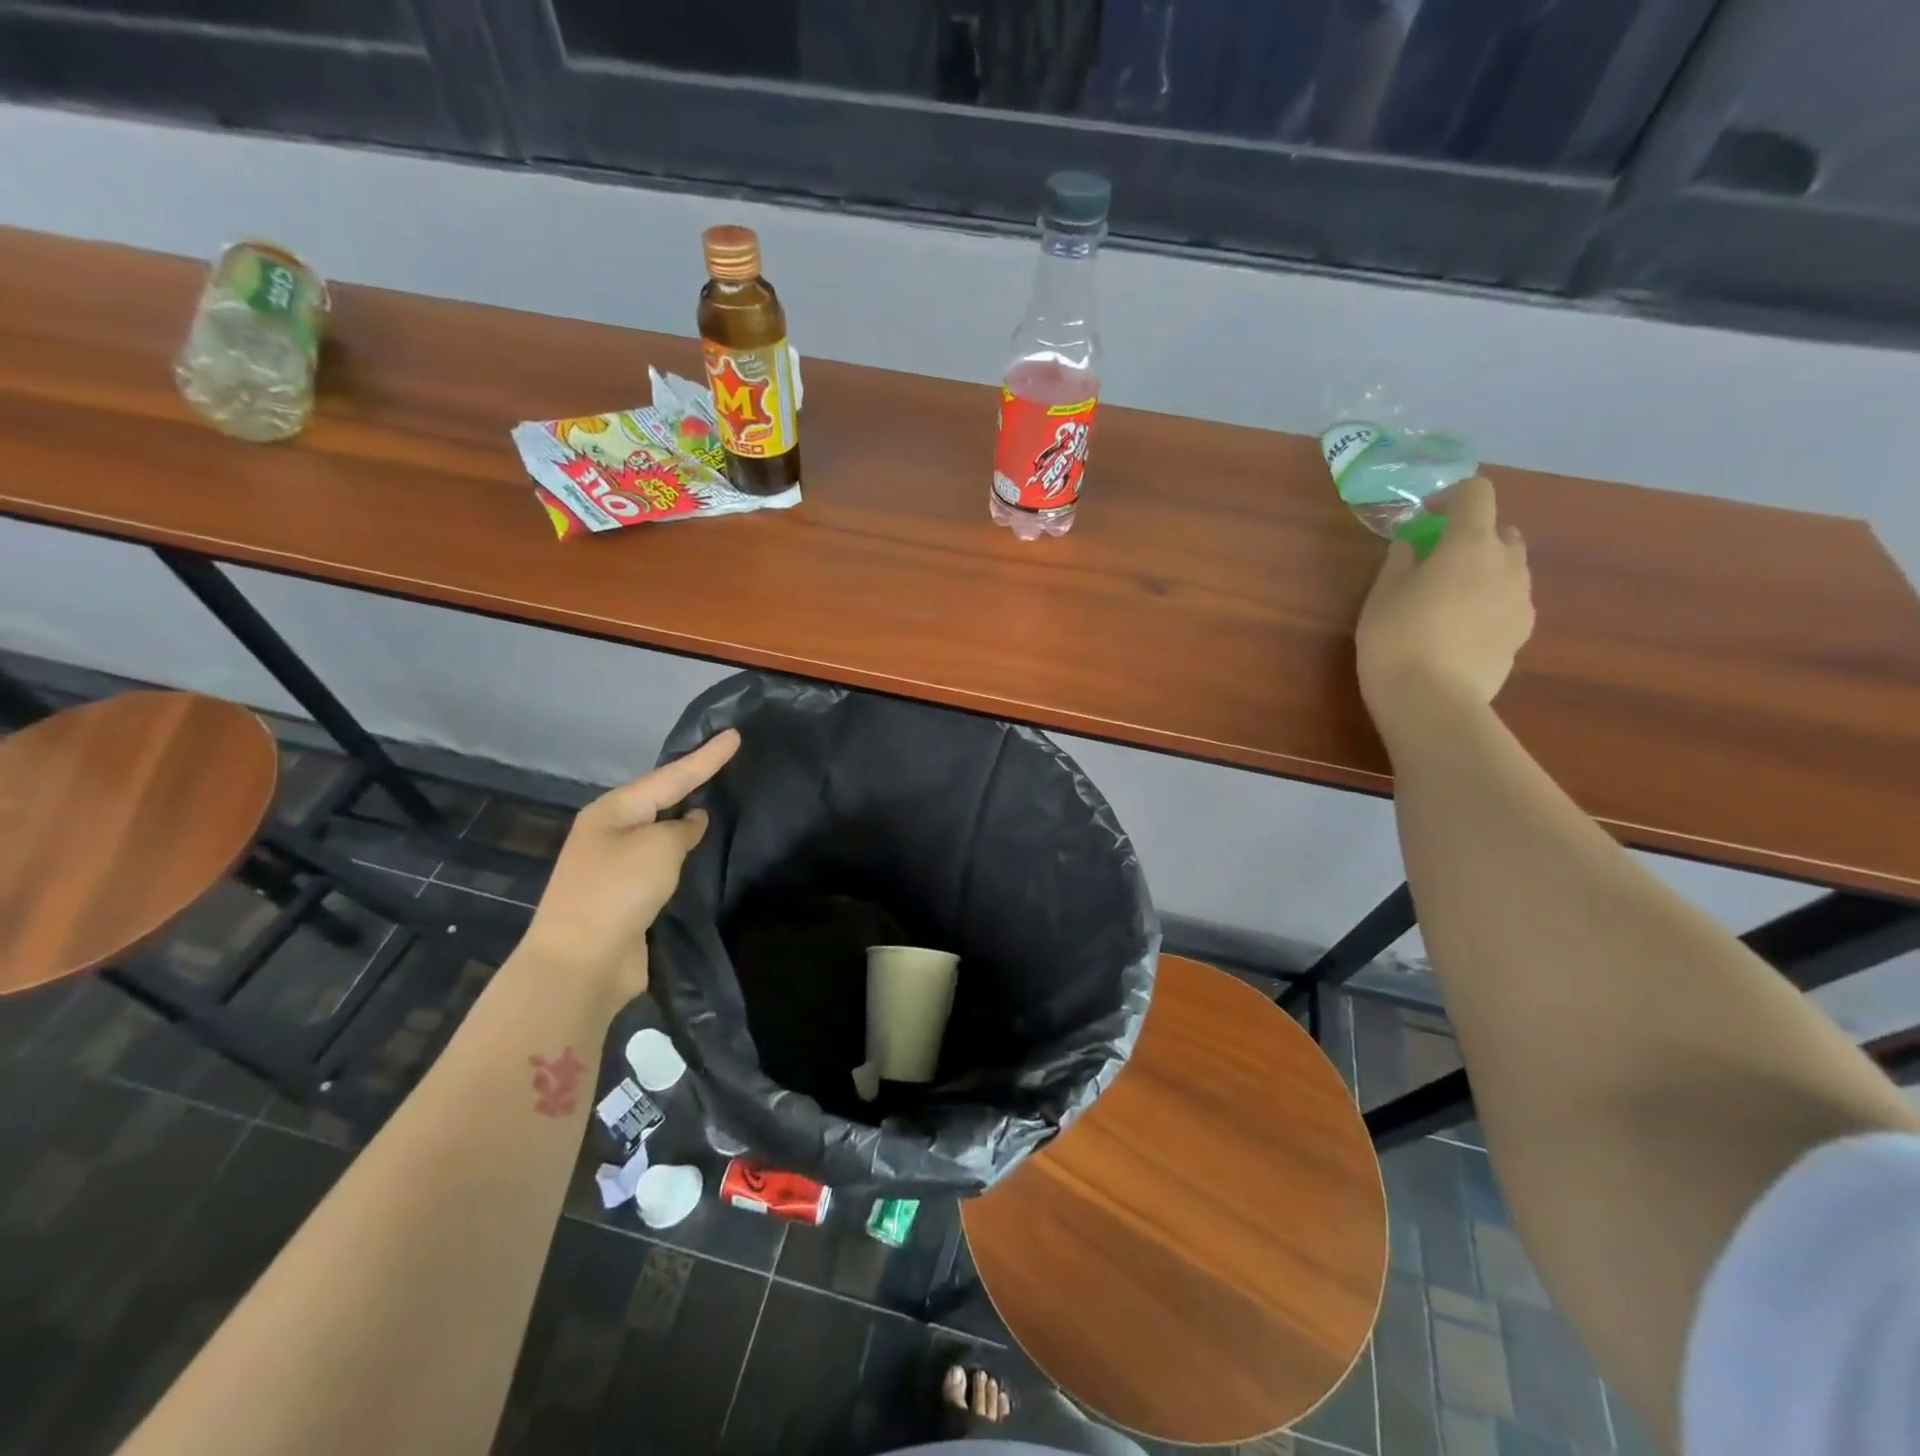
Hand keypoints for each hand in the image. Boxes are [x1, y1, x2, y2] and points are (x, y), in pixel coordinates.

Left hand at [520, 729, 739, 1004]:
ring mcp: (618, 868)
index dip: (706, 757)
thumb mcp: (658, 847)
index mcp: (613, 811)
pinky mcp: (630, 899)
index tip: (735, 735)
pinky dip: (686, 857)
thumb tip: (691, 822)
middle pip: (661, 800)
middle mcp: (612, 834)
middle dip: (692, 783)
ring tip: (723, 803)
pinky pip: (665, 867)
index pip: (670, 776)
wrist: (582, 963)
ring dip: (689, 823)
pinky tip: (707, 853)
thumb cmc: (618, 890)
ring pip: (663, 835)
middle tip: (727, 763)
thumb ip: (682, 828)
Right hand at [1355, 476, 1532, 742]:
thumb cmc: (1396, 639)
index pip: (1477, 494)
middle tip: (1438, 561)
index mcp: (1470, 545)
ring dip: (1485, 571)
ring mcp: (1522, 600)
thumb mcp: (1381, 596)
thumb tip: (1411, 546)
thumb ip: (1400, 562)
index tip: (1424, 519)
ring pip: (1511, 569)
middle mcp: (1507, 564)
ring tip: (1450, 600)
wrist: (1431, 700)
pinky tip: (1461, 630)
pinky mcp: (1522, 634)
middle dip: (1474, 537)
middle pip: (1502, 531)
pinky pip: (1510, 603)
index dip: (1450, 497)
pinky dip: (1491, 603)